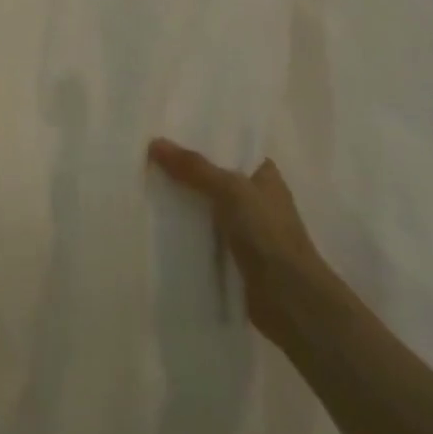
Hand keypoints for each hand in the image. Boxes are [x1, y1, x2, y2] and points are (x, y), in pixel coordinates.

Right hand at [148, 138, 332, 344]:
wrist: (288, 298)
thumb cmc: (267, 234)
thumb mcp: (230, 191)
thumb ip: (194, 167)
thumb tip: (155, 143)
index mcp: (265, 176)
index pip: (230, 149)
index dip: (202, 142)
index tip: (167, 135)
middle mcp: (256, 199)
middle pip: (214, 178)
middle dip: (185, 172)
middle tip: (146, 160)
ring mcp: (245, 230)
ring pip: (206, 208)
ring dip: (182, 203)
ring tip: (144, 187)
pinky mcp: (233, 257)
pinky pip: (202, 236)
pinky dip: (184, 231)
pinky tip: (156, 225)